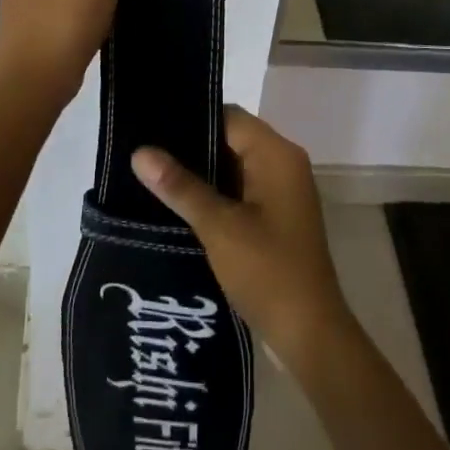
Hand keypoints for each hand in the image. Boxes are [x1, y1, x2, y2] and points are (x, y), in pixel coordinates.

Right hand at [133, 107, 353, 371]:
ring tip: (151, 175)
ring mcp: (282, 189)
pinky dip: (214, 192)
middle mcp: (283, 163)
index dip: (191, 118)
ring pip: (234, 165)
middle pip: (231, 138)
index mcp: (277, 154)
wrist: (309, 332)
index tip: (151, 127)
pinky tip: (179, 203)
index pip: (229, 117)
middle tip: (144, 153)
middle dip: (191, 146)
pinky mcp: (276, 214)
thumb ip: (180, 186)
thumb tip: (140, 152)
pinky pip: (240, 188)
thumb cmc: (267, 271)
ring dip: (200, 171)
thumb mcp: (219, 227)